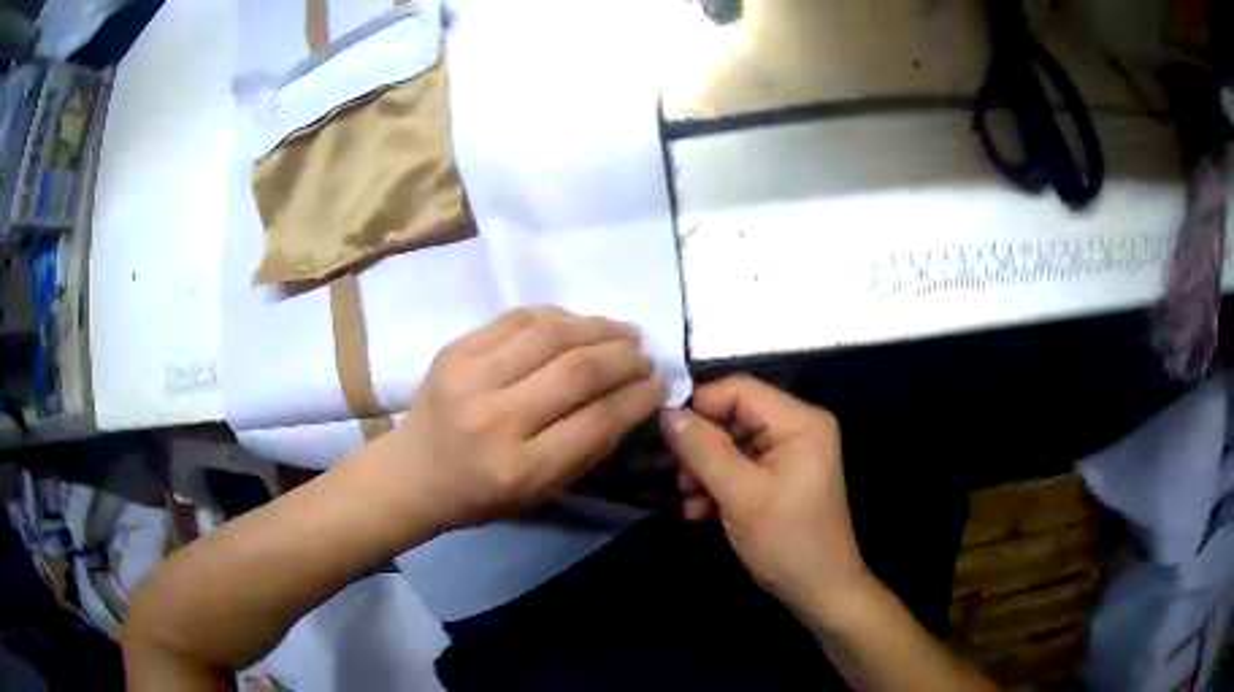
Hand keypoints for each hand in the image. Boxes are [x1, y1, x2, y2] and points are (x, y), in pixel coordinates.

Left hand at [368, 307, 668, 535]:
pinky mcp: (455, 348)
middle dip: (624, 357)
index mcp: (519, 468)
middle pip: (577, 370)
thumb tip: (631, 401)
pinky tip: (579, 324)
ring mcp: (469, 376)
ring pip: (551, 333)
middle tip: (645, 355)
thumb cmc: (480, 495)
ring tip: (623, 332)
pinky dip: (559, 317)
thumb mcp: (541, 492)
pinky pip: (518, 318)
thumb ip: (588, 450)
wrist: (412, 472)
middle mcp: (495, 418)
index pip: (596, 421)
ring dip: (598, 327)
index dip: (637, 397)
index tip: (660, 384)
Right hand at [660, 376, 870, 617]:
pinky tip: (701, 512)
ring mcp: (788, 455)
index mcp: (800, 422)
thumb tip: (667, 414)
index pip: (740, 390)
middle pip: (733, 418)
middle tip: (680, 480)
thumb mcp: (741, 496)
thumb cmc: (788, 541)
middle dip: (701, 448)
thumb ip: (704, 451)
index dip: (700, 406)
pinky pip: (739, 467)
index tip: (664, 434)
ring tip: (691, 502)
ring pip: (731, 445)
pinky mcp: (779, 478)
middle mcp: (796, 429)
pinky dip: (718, 486)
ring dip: (705, 472)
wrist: (819, 591)